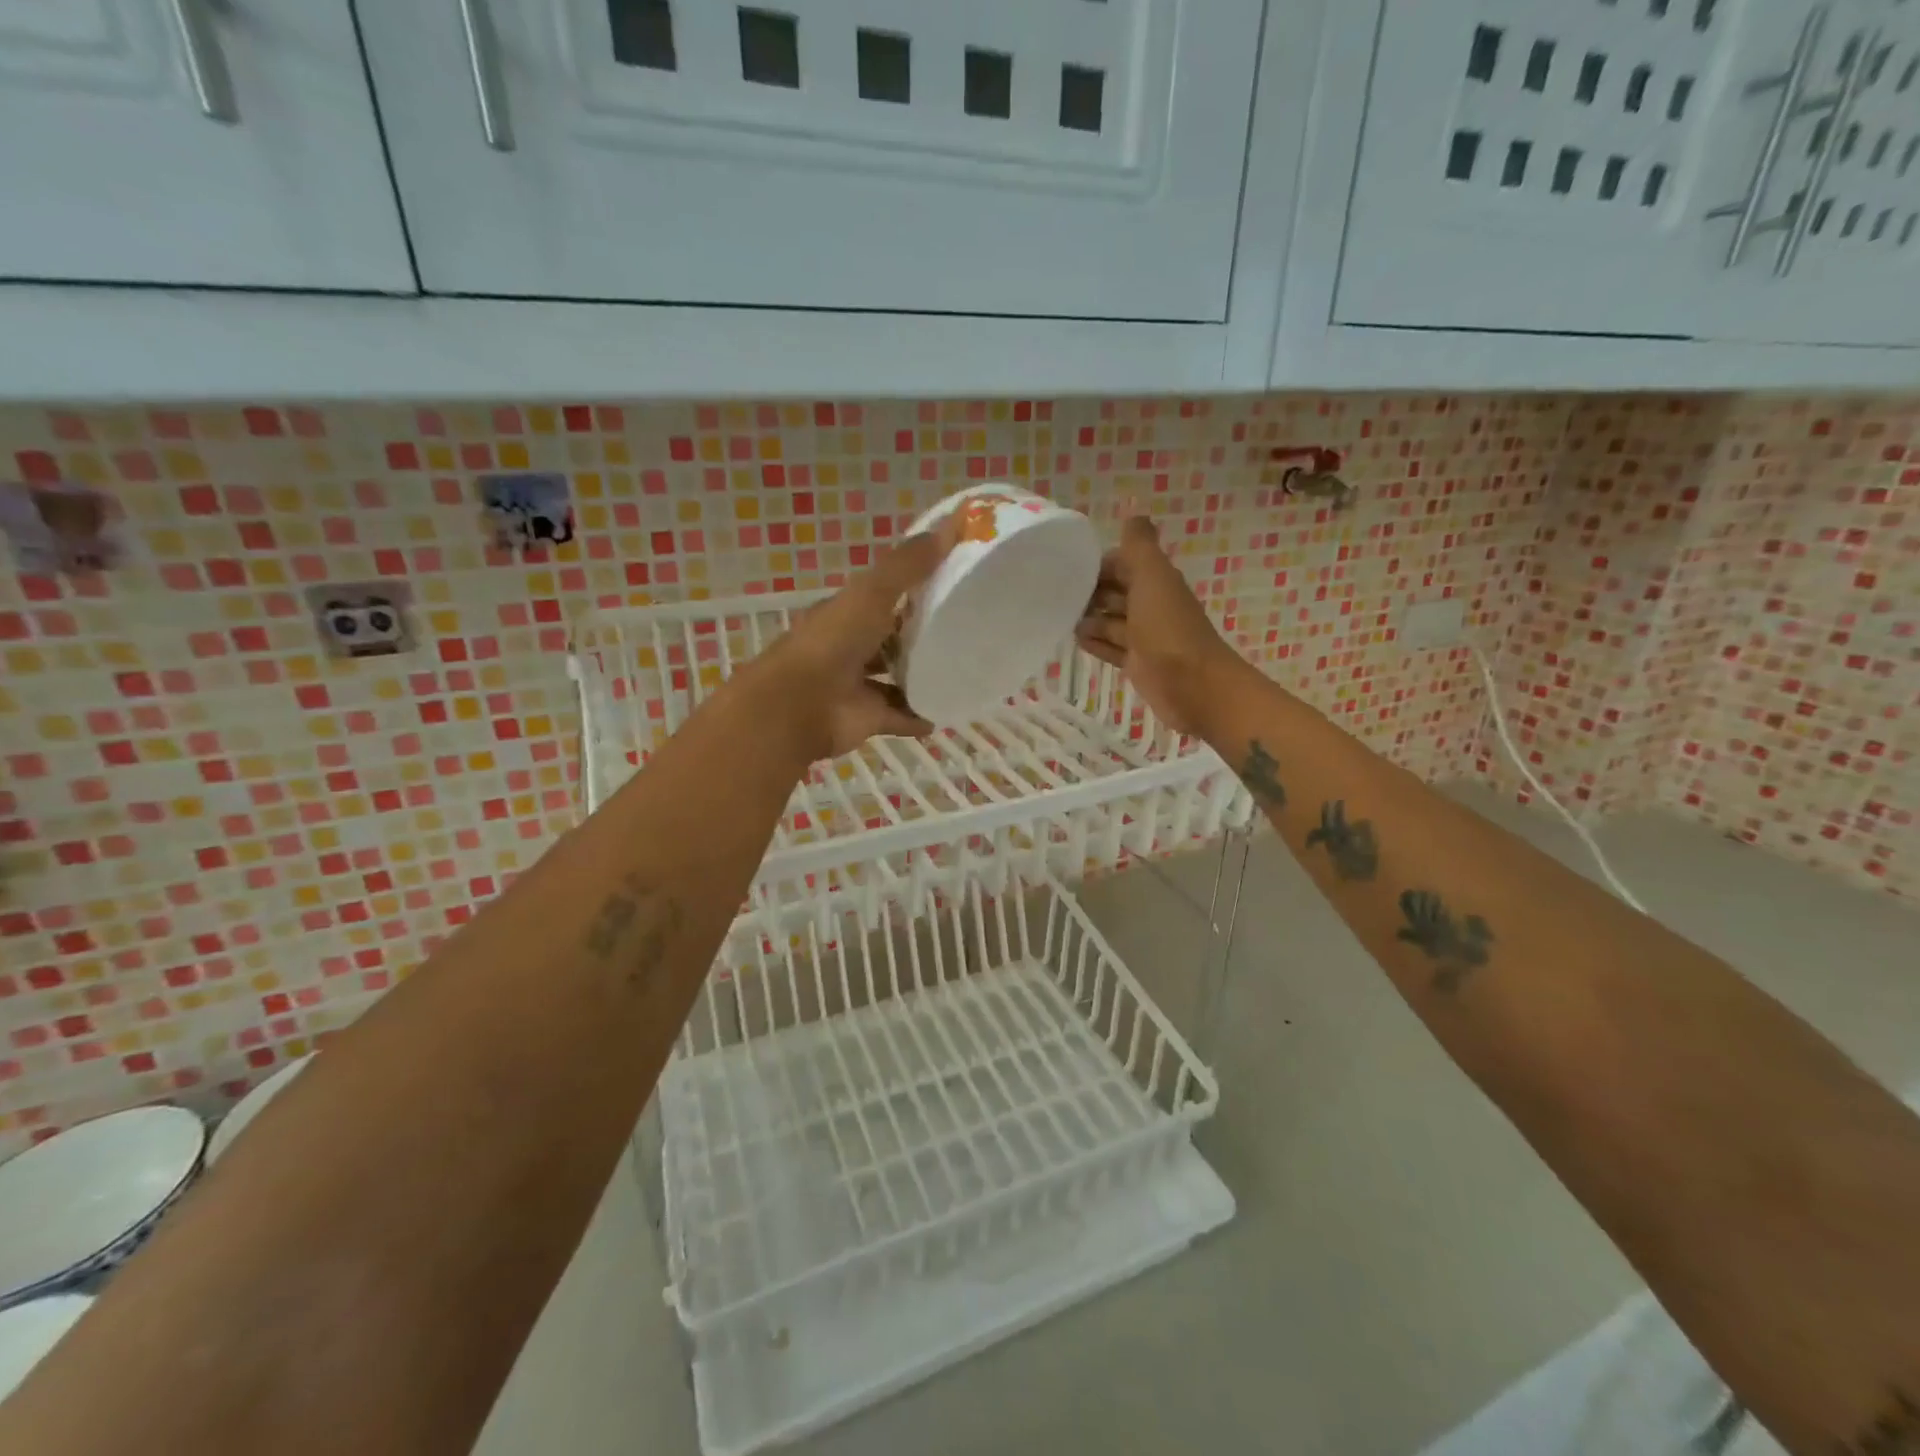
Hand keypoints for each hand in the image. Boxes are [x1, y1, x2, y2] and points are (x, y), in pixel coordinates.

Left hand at [755, 517, 959, 761]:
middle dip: (921, 635)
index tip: (952, 582)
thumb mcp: (872, 592)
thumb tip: (952, 524)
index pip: (883, 595)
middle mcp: (851, 646)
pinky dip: (920, 716)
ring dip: (922, 676)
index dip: (913, 588)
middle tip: (968, 630)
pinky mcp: (867, 718)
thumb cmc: (833, 641)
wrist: (799, 704)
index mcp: (847, 612)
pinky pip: (901, 716)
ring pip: (896, 678)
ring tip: (963, 671)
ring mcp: (858, 685)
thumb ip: (908, 564)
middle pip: (891, 638)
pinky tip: (947, 713)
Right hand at [1075, 517, 1243, 737]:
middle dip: (1090, 591)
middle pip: (1116, 592)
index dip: (1098, 563)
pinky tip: (1075, 641)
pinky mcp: (1138, 664)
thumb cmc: (1168, 628)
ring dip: (1090, 618)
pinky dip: (1096, 643)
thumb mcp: (1152, 578)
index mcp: (1156, 581)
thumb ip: (1139, 545)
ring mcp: (1145, 637)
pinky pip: (1112, 648)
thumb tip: (1132, 507)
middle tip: (1054, 594)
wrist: (1194, 686)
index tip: (1065, 566)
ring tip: (1058, 617)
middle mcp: (1151, 605)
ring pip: (1112, 621)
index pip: (1123, 563)